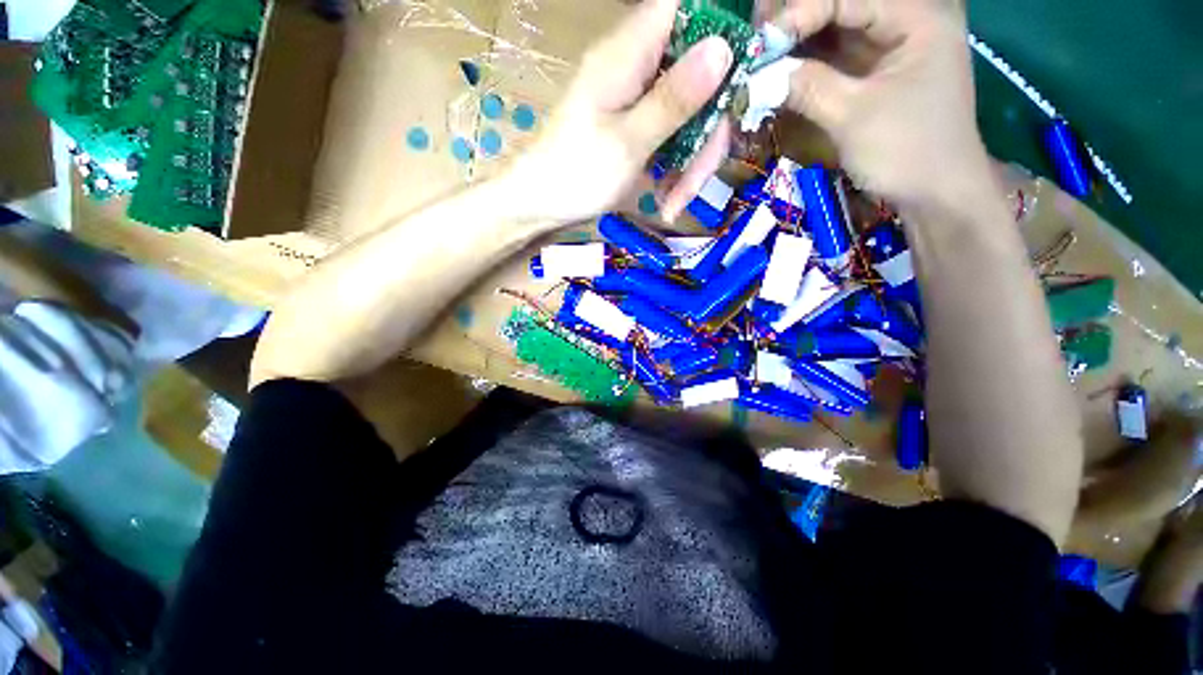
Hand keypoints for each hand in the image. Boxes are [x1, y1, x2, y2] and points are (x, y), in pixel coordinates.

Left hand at [506, 0, 732, 223]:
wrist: (540, 205)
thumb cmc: (575, 175)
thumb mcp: (627, 142)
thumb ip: (674, 98)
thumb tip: (725, 47)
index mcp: (629, 53)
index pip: (688, 7)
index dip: (728, 26)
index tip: (748, 71)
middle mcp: (637, 67)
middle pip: (701, 76)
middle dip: (708, 133)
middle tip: (696, 182)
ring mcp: (639, 100)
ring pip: (691, 115)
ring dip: (691, 164)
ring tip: (674, 204)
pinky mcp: (638, 128)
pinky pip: (674, 138)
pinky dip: (676, 171)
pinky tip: (666, 200)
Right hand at [775, 0, 990, 207]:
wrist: (935, 193)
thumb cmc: (907, 151)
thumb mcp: (854, 117)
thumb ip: (808, 88)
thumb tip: (757, 76)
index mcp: (917, 19)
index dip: (801, 12)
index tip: (760, 40)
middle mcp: (903, 23)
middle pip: (841, 7)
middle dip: (795, 20)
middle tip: (755, 37)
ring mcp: (888, 49)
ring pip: (834, 30)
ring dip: (795, 40)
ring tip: (758, 50)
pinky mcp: (874, 74)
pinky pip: (834, 58)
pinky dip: (805, 62)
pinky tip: (777, 67)